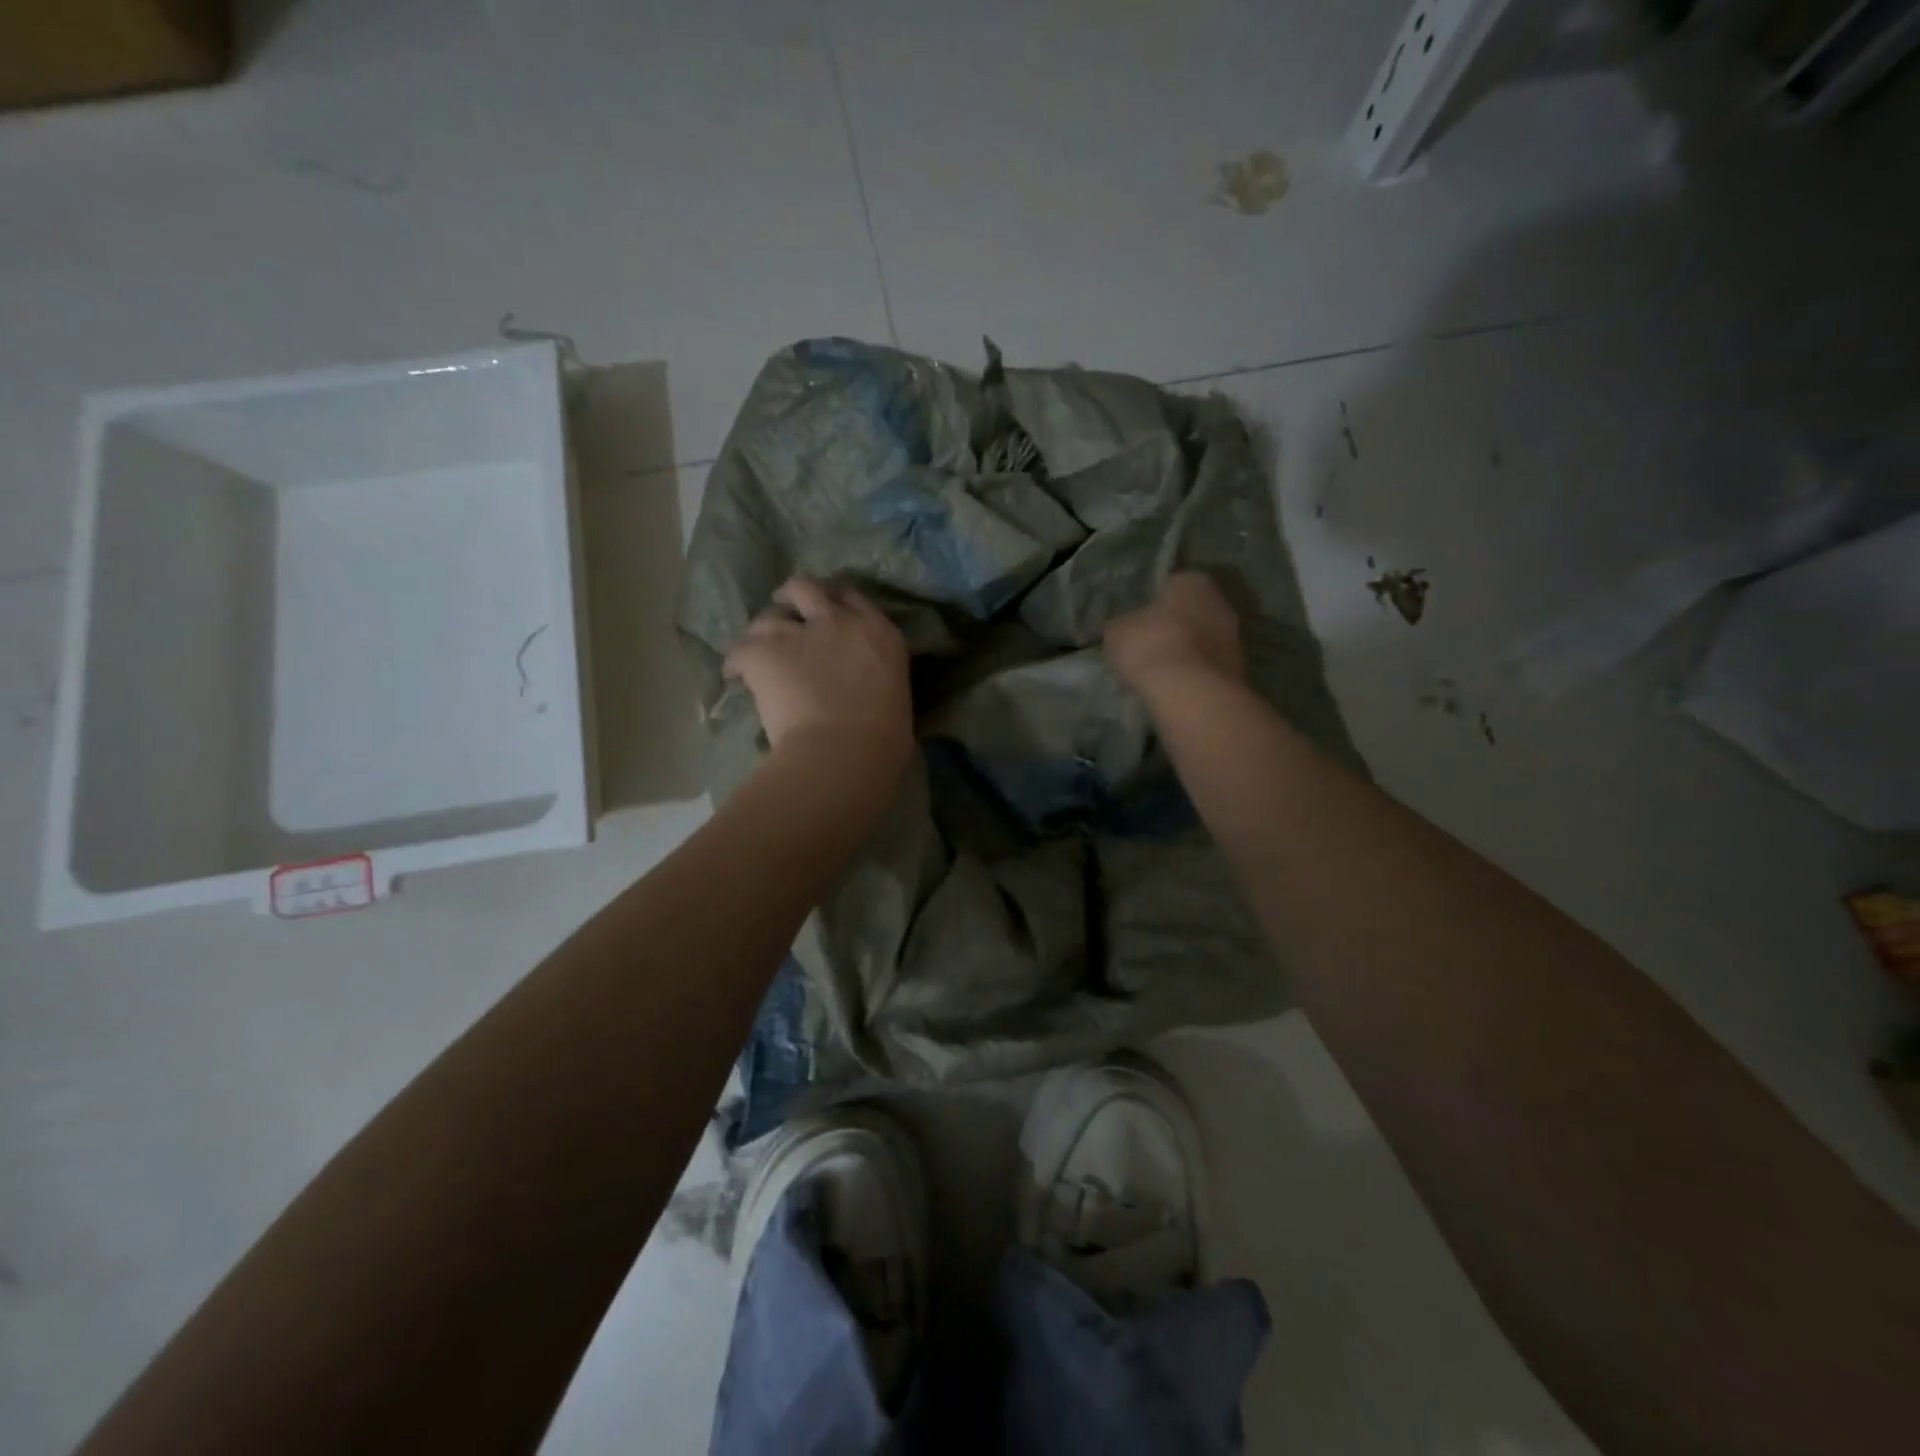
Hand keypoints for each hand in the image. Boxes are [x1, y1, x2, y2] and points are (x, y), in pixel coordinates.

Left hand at [723, 576, 913, 773]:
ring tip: (756, 650)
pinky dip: (735, 664)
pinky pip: (738, 651)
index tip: (827, 612)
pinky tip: (734, 677)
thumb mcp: (896, 697)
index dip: (836, 600)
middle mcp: (838, 622)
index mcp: (879, 633)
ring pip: (768, 617)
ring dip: (762, 632)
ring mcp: (798, 634)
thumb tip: (867, 693)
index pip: (853, 597)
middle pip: (807, 587)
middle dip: (792, 597)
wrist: (844, 753)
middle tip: (786, 612)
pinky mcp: (763, 653)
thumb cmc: (883, 740)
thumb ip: (878, 681)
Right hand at [1104, 571, 1243, 696]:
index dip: (1152, 601)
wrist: (1191, 692)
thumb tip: (1119, 627)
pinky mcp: (1237, 667)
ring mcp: (1234, 636)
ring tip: (1159, 667)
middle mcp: (1220, 601)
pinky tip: (1175, 683)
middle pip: (1191, 610)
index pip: (1171, 583)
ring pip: (1202, 637)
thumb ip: (1120, 625)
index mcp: (1192, 580)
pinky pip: (1207, 663)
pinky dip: (1194, 670)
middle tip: (1147, 642)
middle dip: (1173, 624)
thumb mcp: (1117, 632)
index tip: (1137, 618)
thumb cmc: (1151, 646)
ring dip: (1186, 648)